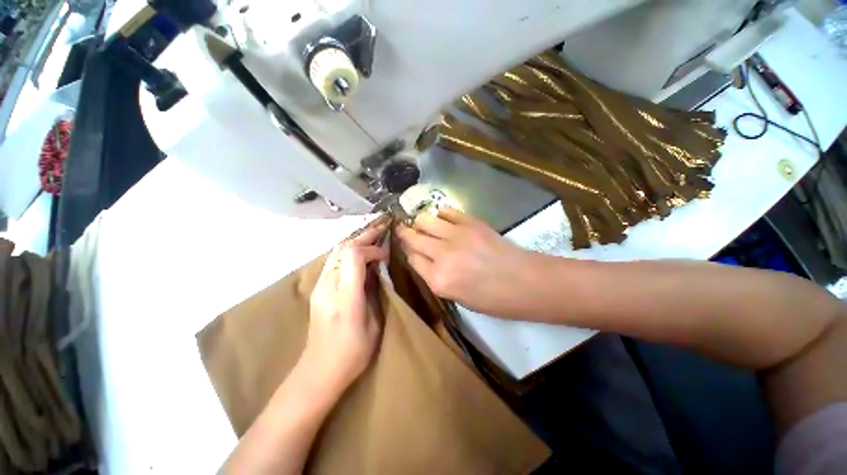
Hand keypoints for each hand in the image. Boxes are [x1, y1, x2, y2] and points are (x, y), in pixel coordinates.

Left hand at [303, 219, 388, 394]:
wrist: (318, 372)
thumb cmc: (352, 353)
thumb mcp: (374, 324)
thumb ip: (374, 293)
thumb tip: (376, 271)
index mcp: (345, 296)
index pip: (353, 256)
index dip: (371, 249)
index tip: (385, 255)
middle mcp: (328, 286)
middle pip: (342, 249)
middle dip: (364, 237)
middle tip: (381, 229)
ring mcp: (319, 286)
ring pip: (336, 252)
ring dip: (356, 242)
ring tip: (373, 237)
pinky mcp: (318, 289)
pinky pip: (334, 261)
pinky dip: (349, 252)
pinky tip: (361, 254)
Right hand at [395, 207, 538, 316]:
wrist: (525, 282)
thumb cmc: (492, 299)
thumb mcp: (457, 298)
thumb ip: (436, 277)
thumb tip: (424, 258)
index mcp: (438, 280)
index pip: (411, 259)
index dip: (407, 252)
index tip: (407, 248)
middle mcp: (441, 255)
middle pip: (413, 237)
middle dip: (405, 233)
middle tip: (403, 229)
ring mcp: (456, 235)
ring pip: (425, 220)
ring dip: (420, 222)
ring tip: (423, 224)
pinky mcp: (470, 222)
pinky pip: (446, 211)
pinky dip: (440, 213)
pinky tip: (442, 218)